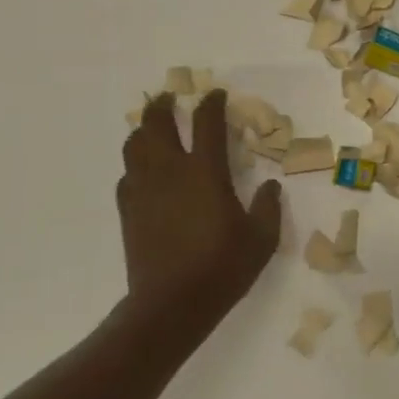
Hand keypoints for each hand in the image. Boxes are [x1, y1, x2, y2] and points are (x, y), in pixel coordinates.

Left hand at [117, 91, 283, 343]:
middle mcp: (170, 170)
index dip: (212, 103)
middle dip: (163, 105)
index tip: (216, 94)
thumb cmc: (221, 268)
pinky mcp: (128, 210)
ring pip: (134, 144)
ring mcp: (144, 189)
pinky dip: (135, 164)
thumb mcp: (261, 239)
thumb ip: (269, 207)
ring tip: (152, 128)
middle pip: (157, 123)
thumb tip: (271, 186)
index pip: (207, 122)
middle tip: (170, 98)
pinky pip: (126, 175)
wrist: (171, 305)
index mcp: (205, 171)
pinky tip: (143, 172)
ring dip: (143, 129)